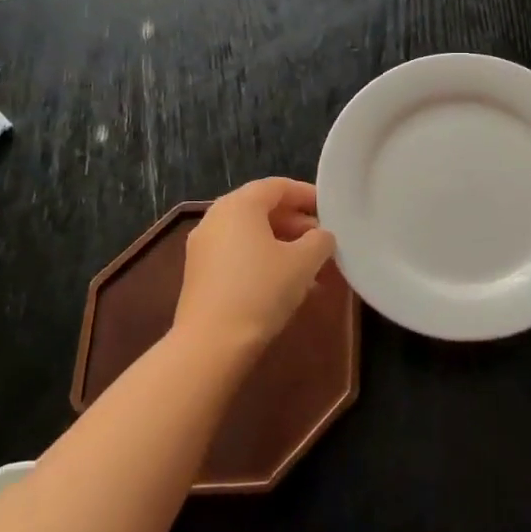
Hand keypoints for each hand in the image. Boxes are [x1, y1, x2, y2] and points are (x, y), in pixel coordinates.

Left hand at [176, 179, 338, 353]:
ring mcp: (203, 247)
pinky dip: (264, 261)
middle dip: (297, 224)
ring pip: (252, 236)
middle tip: (324, 242)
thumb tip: (321, 237)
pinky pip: (238, 255)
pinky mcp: (199, 274)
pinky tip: (286, 286)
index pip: (278, 186)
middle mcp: (216, 218)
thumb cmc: (261, 291)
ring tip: (312, 269)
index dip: (308, 195)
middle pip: (263, 210)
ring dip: (283, 246)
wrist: (211, 345)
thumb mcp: (304, 262)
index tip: (331, 211)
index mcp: (239, 205)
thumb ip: (320, 240)